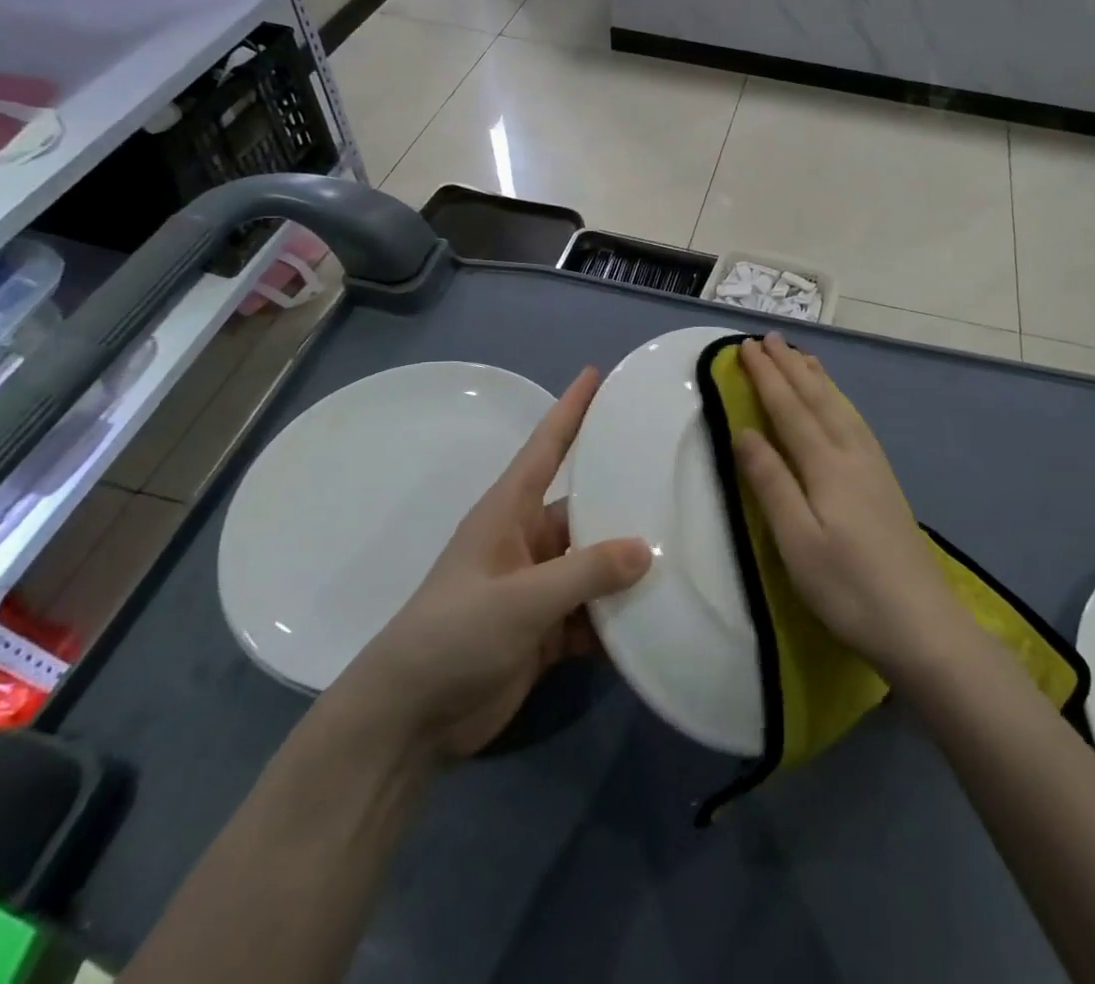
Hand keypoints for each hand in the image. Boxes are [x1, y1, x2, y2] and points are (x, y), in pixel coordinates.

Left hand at [334, 367, 651, 762]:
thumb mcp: (520, 599)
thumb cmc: (454, 635)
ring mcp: (538, 587)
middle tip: (680, 480)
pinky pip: (594, 612)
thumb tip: (646, 548)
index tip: (597, 372)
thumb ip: (585, 572)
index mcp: (509, 512)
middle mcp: (528, 541)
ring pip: (596, 564)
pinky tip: (658, 620)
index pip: (546, 446)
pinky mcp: (547, 629)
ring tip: (685, 552)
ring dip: (629, 567)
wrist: (409, 721)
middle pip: (587, 508)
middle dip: (627, 499)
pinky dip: (619, 618)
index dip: (571, 408)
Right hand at [734, 334, 968, 677]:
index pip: (790, 408)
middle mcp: (852, 454)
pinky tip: (839, 406)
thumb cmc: (848, 587)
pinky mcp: (885, 483)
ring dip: (817, 378)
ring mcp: (874, 467)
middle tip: (769, 338)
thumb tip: (744, 430)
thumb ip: (771, 482)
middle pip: (817, 399)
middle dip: (790, 366)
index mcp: (827, 466)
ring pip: (841, 407)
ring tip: (802, 356)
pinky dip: (840, 401)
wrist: (921, 624)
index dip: (766, 376)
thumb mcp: (797, 541)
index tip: (745, 347)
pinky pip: (856, 422)